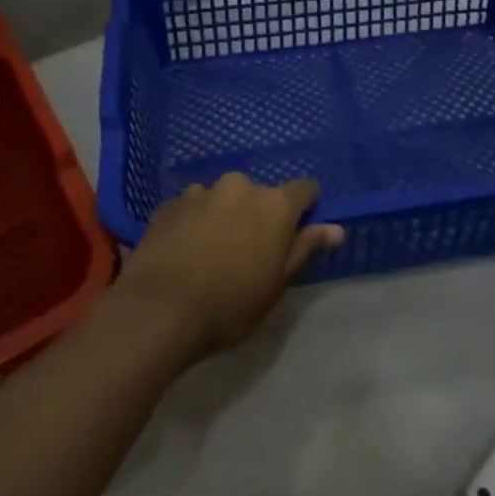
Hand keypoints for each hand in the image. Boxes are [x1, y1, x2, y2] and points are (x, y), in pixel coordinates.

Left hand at [118, 173, 345, 354]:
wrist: (159, 309)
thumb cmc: (230, 304)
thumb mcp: (277, 285)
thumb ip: (305, 248)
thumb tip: (335, 228)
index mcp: (274, 204)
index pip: (304, 189)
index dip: (305, 207)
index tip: (297, 230)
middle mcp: (240, 186)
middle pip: (259, 194)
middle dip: (257, 215)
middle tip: (248, 252)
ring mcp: (201, 191)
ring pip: (222, 199)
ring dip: (223, 216)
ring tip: (210, 253)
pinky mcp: (169, 203)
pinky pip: (192, 207)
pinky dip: (194, 222)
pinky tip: (184, 252)